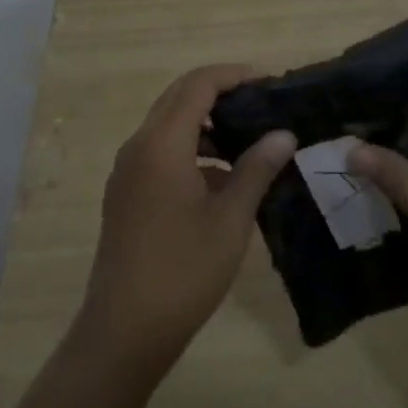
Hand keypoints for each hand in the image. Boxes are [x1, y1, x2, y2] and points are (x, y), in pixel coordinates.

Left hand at [76, 65, 296, 375]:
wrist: (123, 332)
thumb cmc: (183, 270)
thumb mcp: (230, 219)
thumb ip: (257, 168)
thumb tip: (283, 135)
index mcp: (162, 143)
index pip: (198, 84)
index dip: (234, 75)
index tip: (268, 82)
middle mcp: (138, 146)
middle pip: (179, 97)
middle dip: (220, 93)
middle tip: (261, 105)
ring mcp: (127, 170)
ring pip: (168, 124)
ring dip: (204, 123)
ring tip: (247, 141)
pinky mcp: (125, 193)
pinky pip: (159, 151)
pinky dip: (190, 148)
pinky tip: (220, 179)